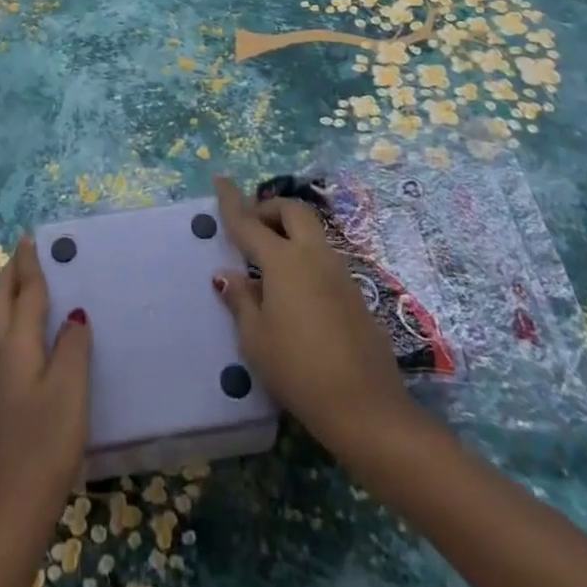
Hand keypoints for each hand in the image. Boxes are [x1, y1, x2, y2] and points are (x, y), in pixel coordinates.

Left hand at [0, 237, 92, 541]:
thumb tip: (74, 314)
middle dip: (10, 273)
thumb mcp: (70, 388)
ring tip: (27, 281)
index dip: (29, 264)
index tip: (29, 237)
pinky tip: (28, 331)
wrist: (12, 509)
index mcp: (16, 344)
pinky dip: (13, 318)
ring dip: (9, 294)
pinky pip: (3, 339)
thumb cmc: (45, 442)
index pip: (24, 292)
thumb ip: (73, 345)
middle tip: (26, 251)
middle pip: (0, 301)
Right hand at [212, 176, 415, 454]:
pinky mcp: (356, 292)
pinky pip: (324, 258)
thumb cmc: (298, 370)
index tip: (220, 179)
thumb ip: (241, 300)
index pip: (250, 223)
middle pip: (292, 211)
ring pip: (312, 232)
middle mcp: (313, 255)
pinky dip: (305, 257)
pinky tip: (296, 291)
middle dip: (269, 209)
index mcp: (284, 261)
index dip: (232, 201)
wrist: (365, 406)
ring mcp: (340, 272)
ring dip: (289, 232)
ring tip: (270, 262)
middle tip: (252, 229)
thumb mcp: (256, 339)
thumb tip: (227, 274)